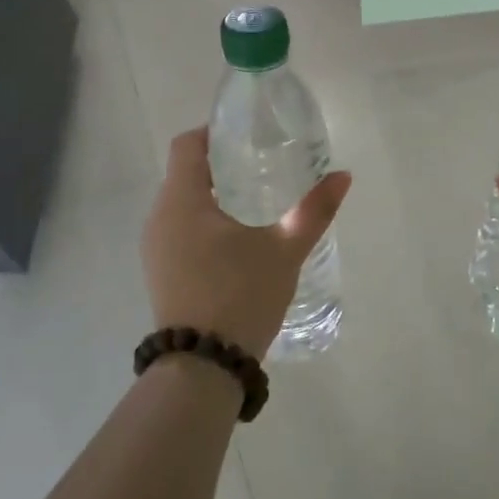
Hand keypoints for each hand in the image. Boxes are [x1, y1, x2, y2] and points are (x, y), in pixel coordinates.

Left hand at [141, 128, 351, 359]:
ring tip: (254, 204)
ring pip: (181, 205)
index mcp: (182, 201)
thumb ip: (314, 211)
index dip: (214, 132)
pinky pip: (179, 231)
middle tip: (261, 167)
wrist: (204, 366)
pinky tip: (235, 242)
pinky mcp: (160, 273)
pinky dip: (203, 224)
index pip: (187, 145)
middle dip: (220, 166)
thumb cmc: (241, 294)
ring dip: (212, 197)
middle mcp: (159, 218)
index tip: (247, 135)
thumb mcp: (284, 250)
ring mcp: (155, 248)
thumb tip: (343, 176)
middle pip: (185, 173)